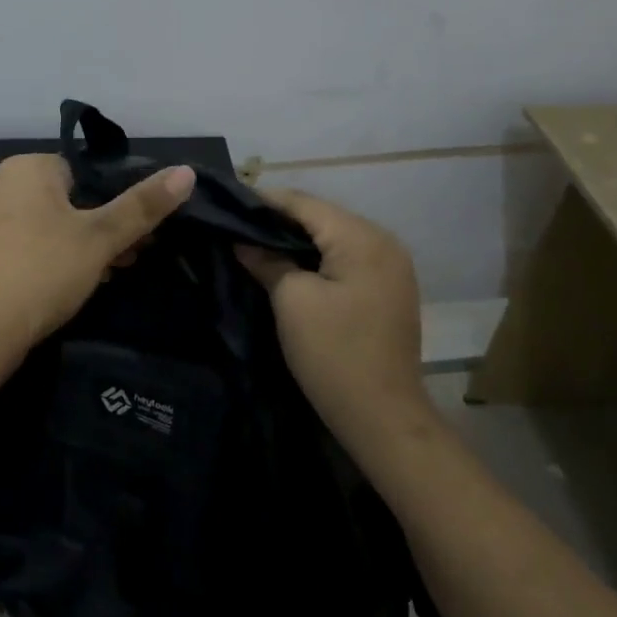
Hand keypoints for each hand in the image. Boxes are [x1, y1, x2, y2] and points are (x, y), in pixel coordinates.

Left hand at [0, 153, 195, 360]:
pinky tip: (70, 285)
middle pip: (69, 198)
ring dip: (81, 245)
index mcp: (26, 167)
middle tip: (129, 258)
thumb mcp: (100, 239)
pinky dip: (52, 257)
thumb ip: (142, 205)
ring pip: (49, 223)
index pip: (86, 171)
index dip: (118, 201)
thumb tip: (187, 171)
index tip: (140, 233)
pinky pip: (27, 243)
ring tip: (107, 274)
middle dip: (102, 226)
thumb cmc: (42, 272)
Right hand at [236, 190, 433, 459]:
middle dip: (278, 220)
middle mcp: (383, 242)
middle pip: (321, 217)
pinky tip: (288, 266)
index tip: (226, 204)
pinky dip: (316, 259)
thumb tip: (243, 241)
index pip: (304, 202)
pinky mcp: (387, 289)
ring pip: (333, 238)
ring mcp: (390, 267)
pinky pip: (345, 259)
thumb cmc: (333, 352)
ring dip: (296, 240)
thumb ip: (267, 261)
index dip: (263, 201)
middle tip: (236, 226)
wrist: (381, 415)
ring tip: (254, 244)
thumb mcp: (291, 300)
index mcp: (362, 237)